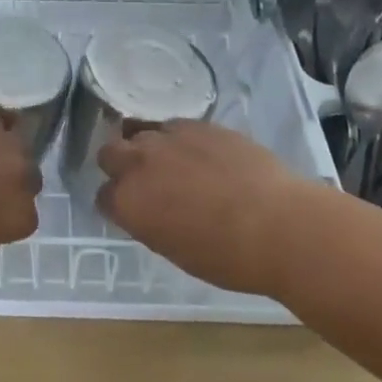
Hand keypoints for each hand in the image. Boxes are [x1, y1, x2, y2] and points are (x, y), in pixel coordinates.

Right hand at [97, 121, 307, 295]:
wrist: (277, 225)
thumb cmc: (227, 257)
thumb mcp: (174, 250)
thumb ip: (149, 223)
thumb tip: (149, 211)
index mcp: (127, 203)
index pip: (103, 196)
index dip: (117, 203)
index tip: (133, 210)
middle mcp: (138, 164)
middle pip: (109, 153)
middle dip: (120, 165)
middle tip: (144, 180)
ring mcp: (168, 138)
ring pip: (139, 132)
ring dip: (147, 146)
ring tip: (170, 162)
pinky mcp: (198, 124)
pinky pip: (174, 126)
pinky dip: (178, 139)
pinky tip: (200, 154)